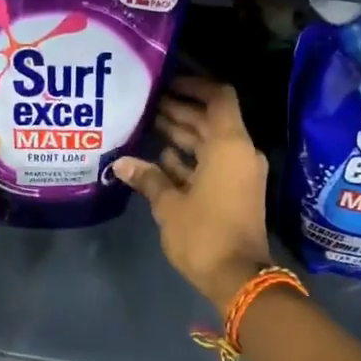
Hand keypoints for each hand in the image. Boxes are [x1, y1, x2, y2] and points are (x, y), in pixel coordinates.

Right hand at [113, 76, 273, 311]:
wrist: (238, 277)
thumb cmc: (204, 235)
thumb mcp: (169, 205)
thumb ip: (148, 178)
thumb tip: (121, 163)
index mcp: (229, 145)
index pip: (218, 97)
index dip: (195, 86)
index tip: (168, 82)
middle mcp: (239, 152)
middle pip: (211, 120)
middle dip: (181, 110)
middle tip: (147, 103)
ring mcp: (240, 173)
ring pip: (210, 143)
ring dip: (183, 135)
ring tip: (148, 124)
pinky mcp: (235, 192)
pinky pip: (213, 164)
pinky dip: (191, 159)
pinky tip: (161, 158)